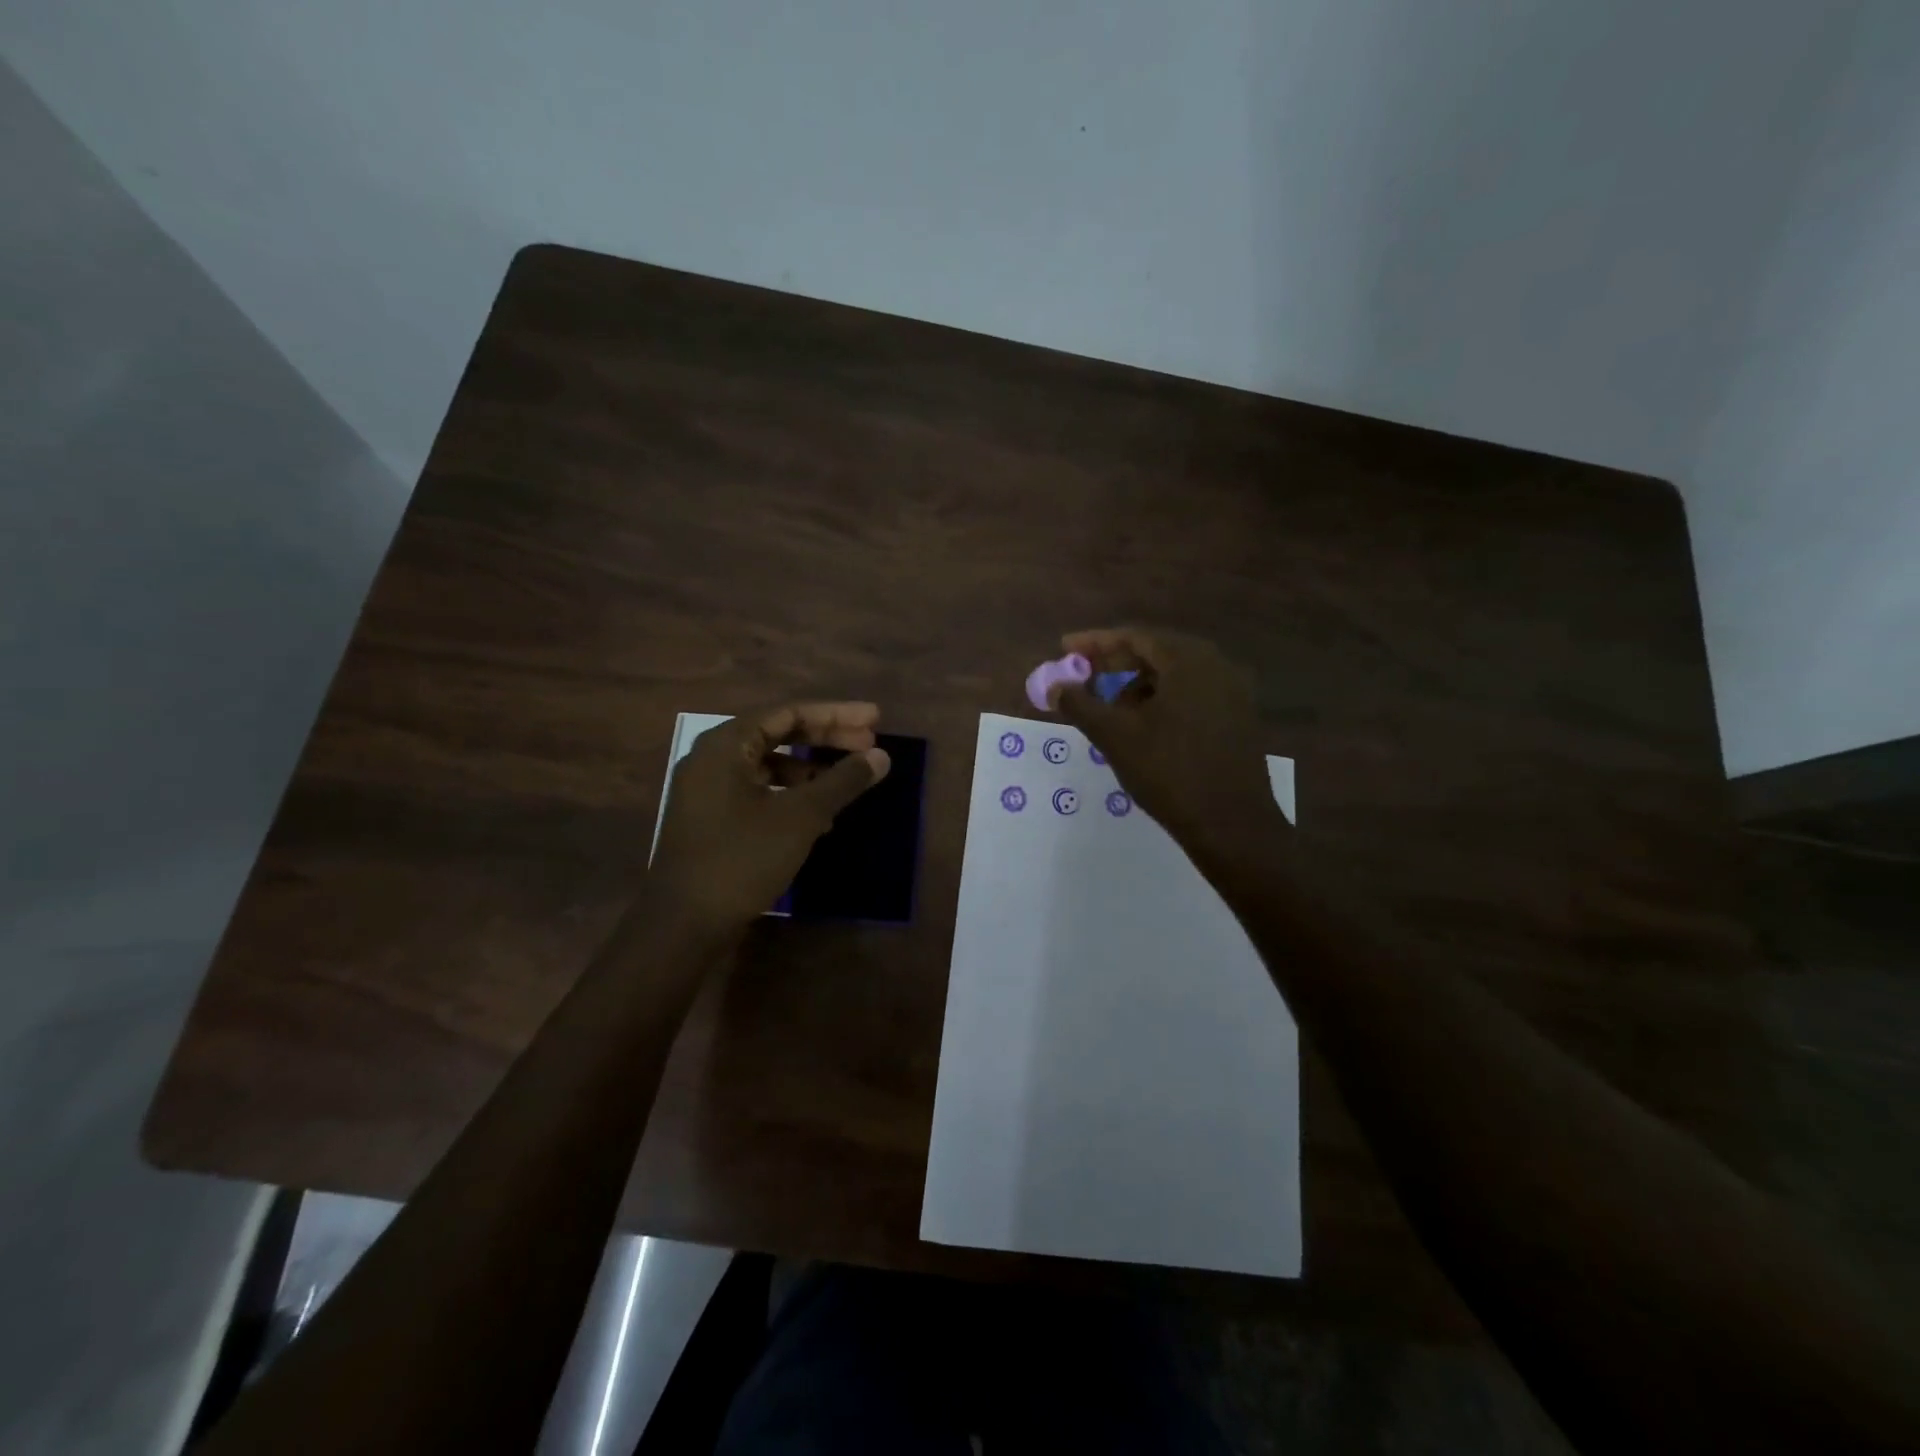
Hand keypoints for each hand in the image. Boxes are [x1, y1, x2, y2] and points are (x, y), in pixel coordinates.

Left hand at [651, 702, 890, 928]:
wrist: (684, 923)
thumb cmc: (742, 859)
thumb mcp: (800, 817)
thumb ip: (842, 781)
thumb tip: (881, 757)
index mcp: (727, 744)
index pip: (789, 712)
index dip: (836, 714)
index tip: (875, 719)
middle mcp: (713, 758)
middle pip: (779, 734)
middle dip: (826, 738)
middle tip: (870, 744)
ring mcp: (708, 789)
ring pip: (769, 764)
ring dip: (811, 768)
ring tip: (848, 780)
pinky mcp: (712, 818)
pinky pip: (758, 789)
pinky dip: (791, 793)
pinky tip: (819, 814)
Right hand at [1047, 628, 1286, 874]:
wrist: (1232, 825)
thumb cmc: (1169, 773)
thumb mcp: (1115, 737)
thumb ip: (1080, 704)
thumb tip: (1055, 686)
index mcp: (1189, 661)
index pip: (1135, 636)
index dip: (1095, 642)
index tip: (1064, 648)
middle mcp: (1217, 666)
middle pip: (1156, 651)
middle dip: (1115, 663)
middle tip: (1083, 677)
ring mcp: (1233, 692)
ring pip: (1175, 675)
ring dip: (1137, 683)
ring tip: (1108, 707)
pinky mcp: (1238, 718)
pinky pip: (1192, 694)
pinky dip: (1162, 699)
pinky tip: (1142, 725)